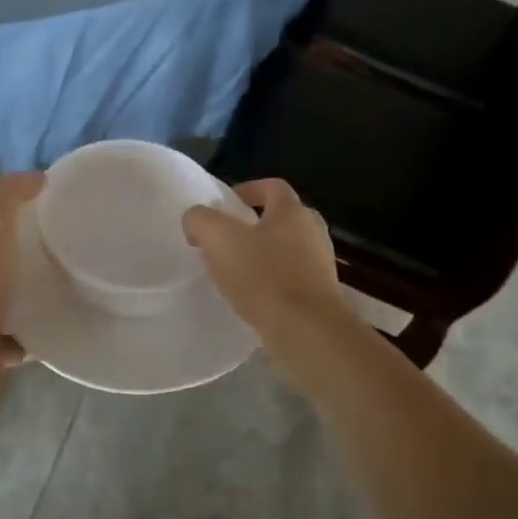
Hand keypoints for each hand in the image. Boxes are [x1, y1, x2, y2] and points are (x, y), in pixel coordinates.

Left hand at [0, 170, 44, 376]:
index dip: (12, 208)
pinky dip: (29, 334)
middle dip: (23, 252)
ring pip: (4, 296)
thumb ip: (10, 195)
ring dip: (26, 293)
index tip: (49, 208)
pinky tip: (52, 329)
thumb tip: (37, 176)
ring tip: (63, 288)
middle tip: (64, 248)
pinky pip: (12, 336)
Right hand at [182, 179, 353, 343]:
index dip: (248, 189)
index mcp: (293, 211)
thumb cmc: (264, 276)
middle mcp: (313, 232)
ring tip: (236, 272)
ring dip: (263, 256)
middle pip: (282, 218)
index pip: (273, 186)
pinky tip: (253, 298)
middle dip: (255, 225)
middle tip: (228, 239)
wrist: (306, 332)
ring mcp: (321, 266)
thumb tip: (196, 220)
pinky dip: (273, 283)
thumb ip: (200, 220)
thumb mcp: (218, 238)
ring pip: (288, 250)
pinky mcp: (321, 296)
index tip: (225, 205)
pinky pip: (292, 280)